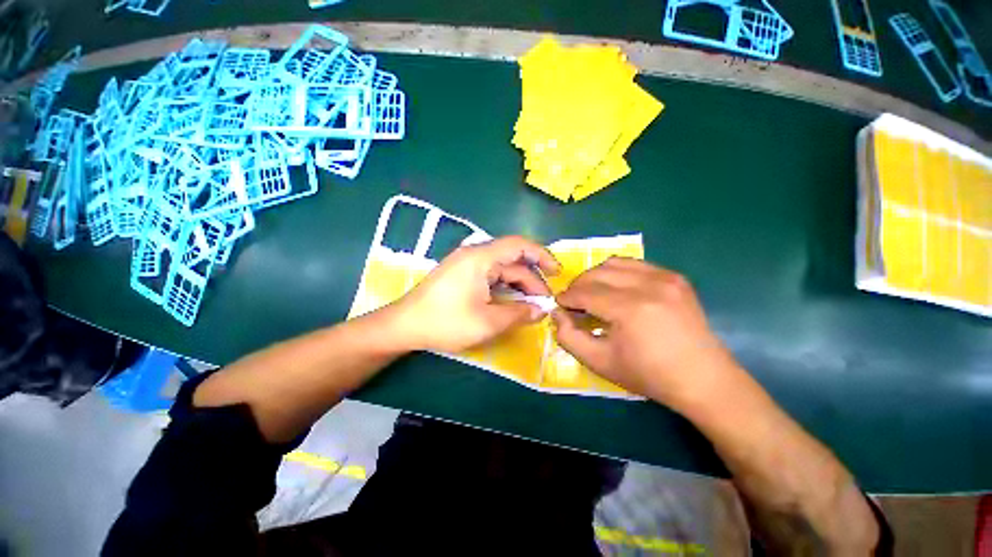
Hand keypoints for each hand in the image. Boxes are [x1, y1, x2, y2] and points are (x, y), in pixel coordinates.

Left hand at [388, 236, 560, 352]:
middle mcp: (474, 255)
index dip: (542, 256)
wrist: (404, 326)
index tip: (557, 273)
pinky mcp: (461, 274)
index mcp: (480, 258)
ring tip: (531, 305)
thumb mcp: (487, 322)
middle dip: (531, 280)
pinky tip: (511, 301)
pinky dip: (504, 287)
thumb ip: (518, 314)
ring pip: (502, 269)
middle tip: (543, 302)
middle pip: (512, 260)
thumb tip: (541, 310)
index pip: (519, 245)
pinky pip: (490, 275)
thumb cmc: (445, 322)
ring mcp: (466, 264)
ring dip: (518, 285)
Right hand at [552, 257, 739, 409]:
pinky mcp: (675, 277)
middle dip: (578, 285)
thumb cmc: (648, 375)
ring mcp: (665, 277)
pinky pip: (635, 265)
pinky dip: (618, 274)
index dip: (567, 297)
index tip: (560, 305)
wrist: (703, 379)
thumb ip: (569, 337)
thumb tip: (557, 313)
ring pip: (614, 263)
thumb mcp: (599, 362)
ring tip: (593, 294)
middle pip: (597, 273)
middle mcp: (648, 285)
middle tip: (574, 302)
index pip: (585, 292)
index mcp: (630, 309)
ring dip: (596, 276)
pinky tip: (617, 290)